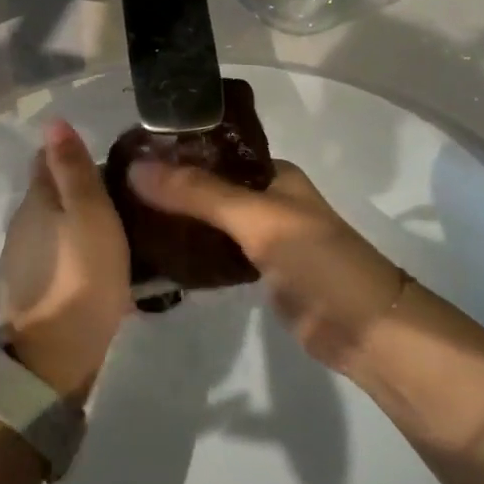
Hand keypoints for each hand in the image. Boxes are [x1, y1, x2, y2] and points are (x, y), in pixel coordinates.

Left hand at [0, 120, 132, 400]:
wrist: (54, 355)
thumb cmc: (82, 275)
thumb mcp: (90, 214)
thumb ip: (73, 169)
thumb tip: (53, 121)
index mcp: (35, 200)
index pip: (45, 160)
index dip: (70, 155)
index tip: (103, 161)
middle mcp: (20, 223)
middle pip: (47, 193)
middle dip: (75, 189)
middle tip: (118, 196)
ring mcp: (19, 258)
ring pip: (49, 225)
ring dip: (73, 222)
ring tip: (111, 230)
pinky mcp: (27, 289)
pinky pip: (51, 255)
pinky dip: (69, 251)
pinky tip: (92, 264)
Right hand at [126, 158, 404, 372]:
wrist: (368, 332)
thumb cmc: (318, 261)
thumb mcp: (257, 218)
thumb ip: (199, 194)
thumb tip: (136, 168)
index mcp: (271, 173)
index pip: (212, 151)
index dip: (173, 152)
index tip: (125, 157)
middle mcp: (264, 199)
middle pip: (206, 187)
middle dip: (167, 188)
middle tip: (115, 191)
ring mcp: (260, 238)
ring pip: (207, 221)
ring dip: (174, 220)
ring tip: (123, 217)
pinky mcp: (255, 273)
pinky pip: (212, 254)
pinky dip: (187, 252)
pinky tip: (152, 253)